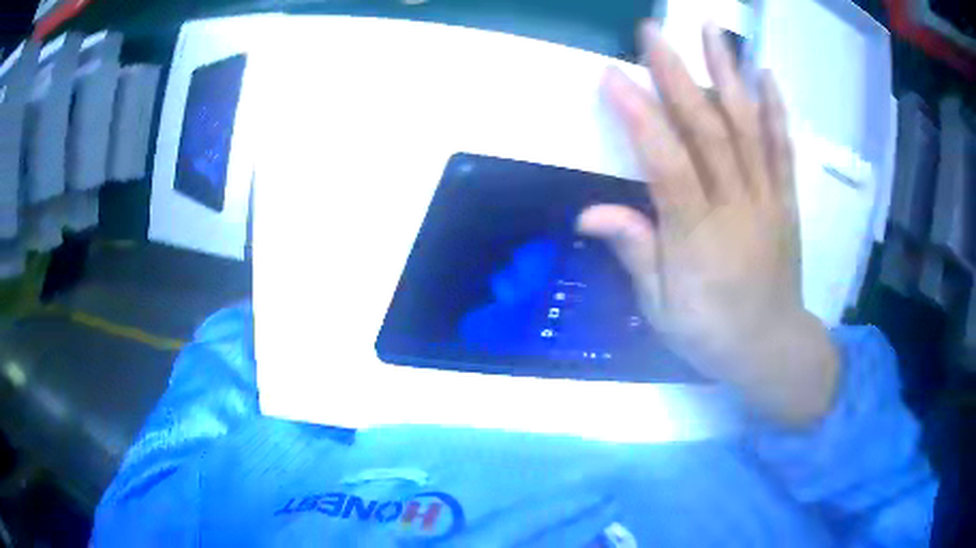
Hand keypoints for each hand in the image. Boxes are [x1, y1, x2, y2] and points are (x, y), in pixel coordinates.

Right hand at [578, 22, 838, 425]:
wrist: (772, 347)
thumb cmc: (711, 333)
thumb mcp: (662, 308)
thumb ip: (634, 253)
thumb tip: (589, 212)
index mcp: (698, 237)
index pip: (666, 164)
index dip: (639, 117)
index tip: (612, 75)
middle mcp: (736, 207)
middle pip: (707, 130)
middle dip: (677, 74)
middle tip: (654, 31)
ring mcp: (767, 198)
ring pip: (748, 127)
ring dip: (730, 73)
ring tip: (715, 30)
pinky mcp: (786, 200)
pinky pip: (782, 149)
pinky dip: (776, 109)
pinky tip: (767, 75)